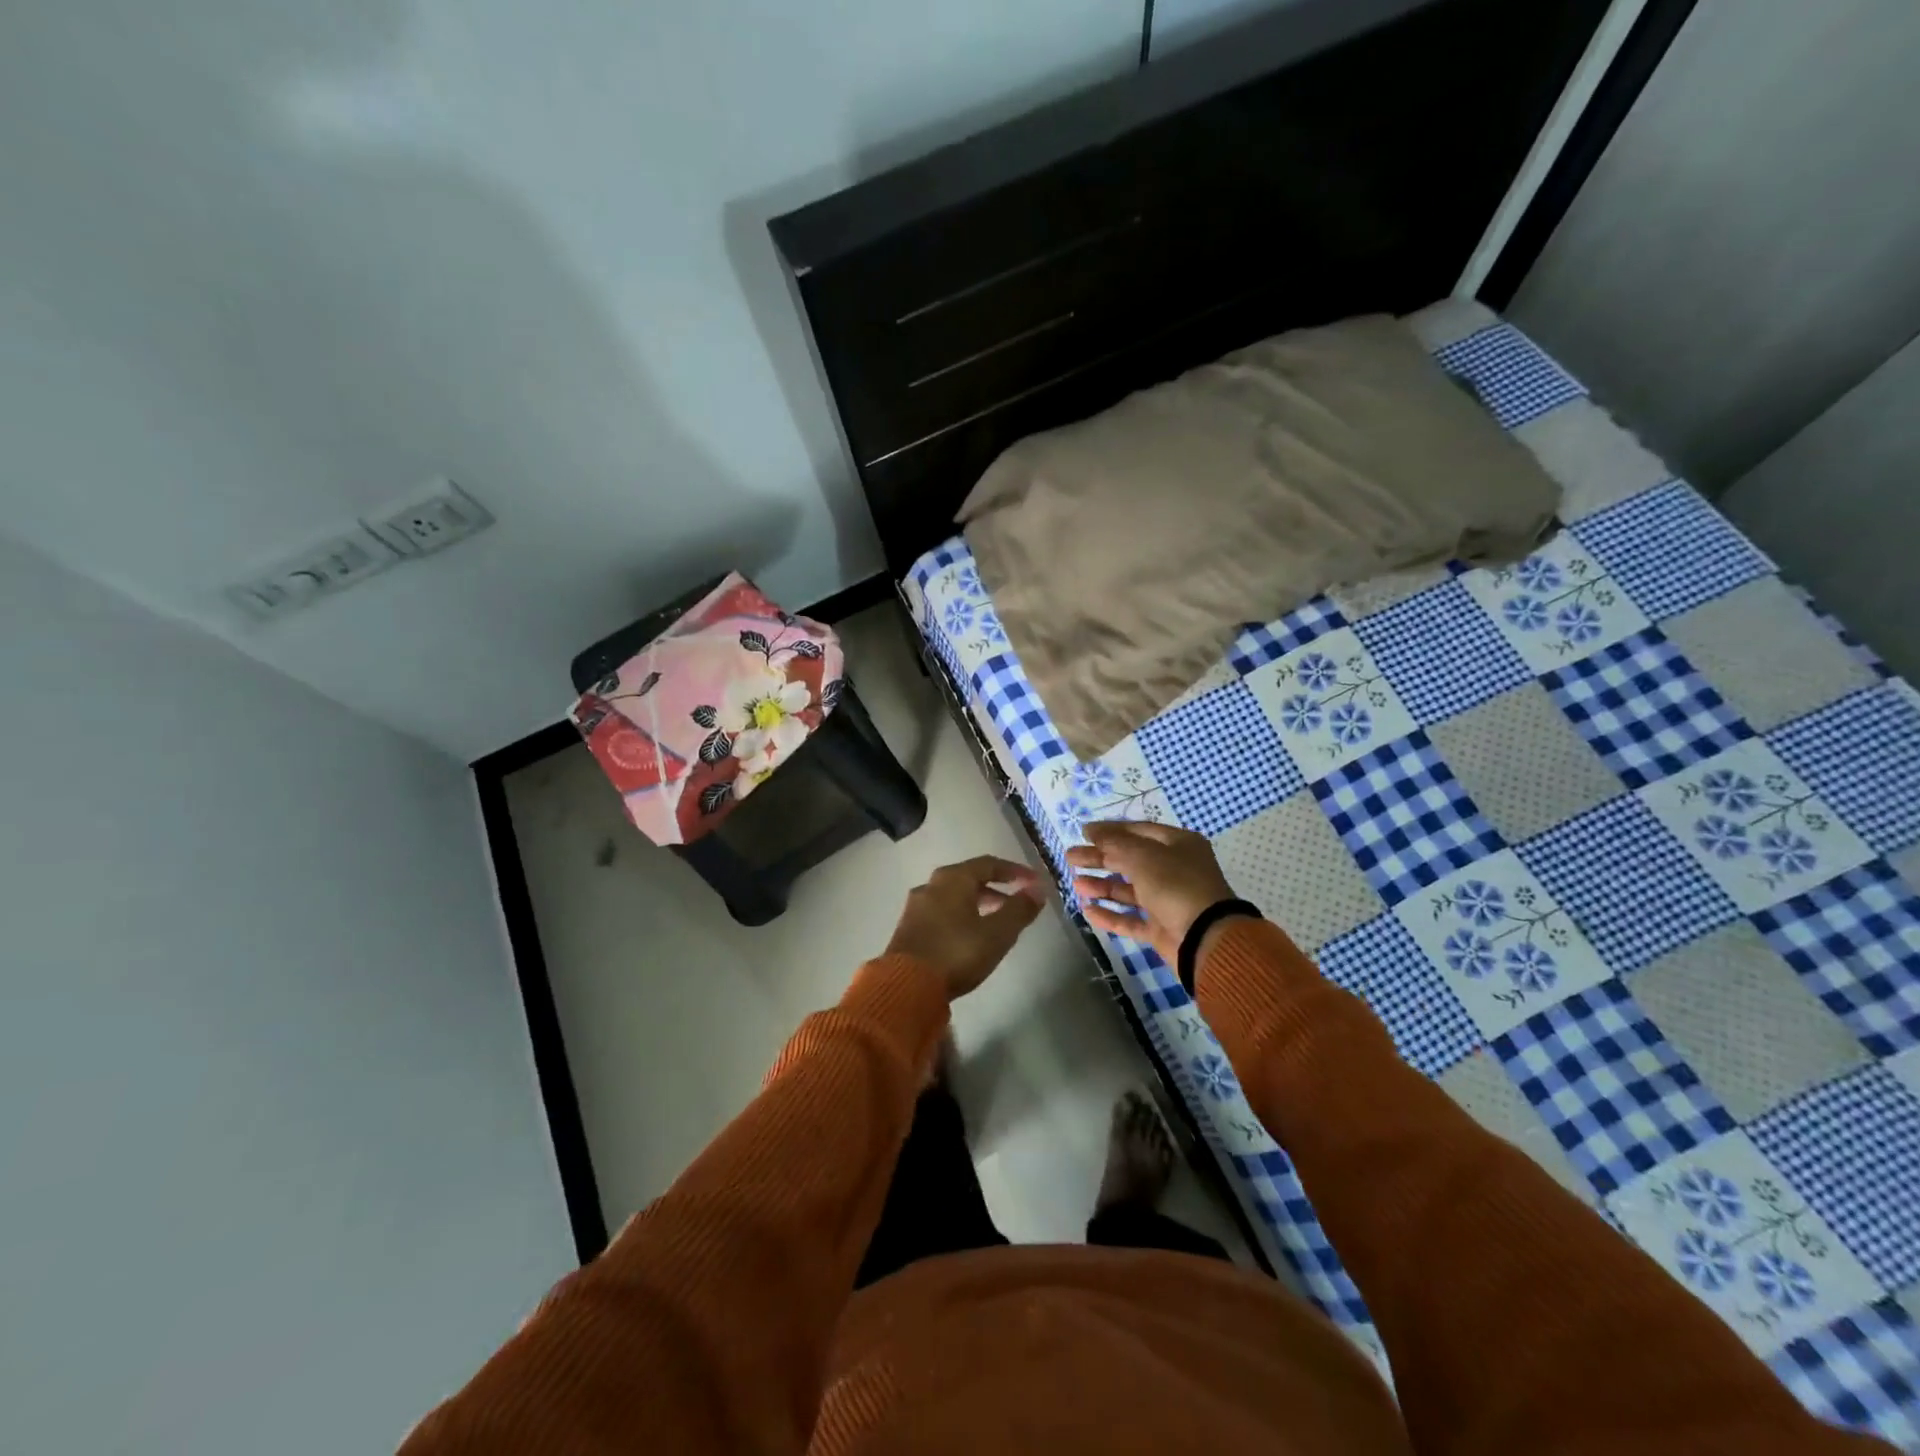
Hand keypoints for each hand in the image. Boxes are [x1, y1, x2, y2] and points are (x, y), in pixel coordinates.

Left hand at [885, 855, 1043, 999]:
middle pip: (968, 877)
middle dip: (995, 887)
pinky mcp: (909, 928)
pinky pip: (941, 911)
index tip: (1034, 882)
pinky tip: (970, 935)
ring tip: (997, 920)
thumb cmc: (957, 952)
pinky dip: (961, 915)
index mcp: (953, 879)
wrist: (907, 985)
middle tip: (1016, 901)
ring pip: (953, 896)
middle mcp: (931, 885)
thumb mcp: (997, 933)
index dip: (1015, 871)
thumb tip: (1038, 890)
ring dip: (978, 902)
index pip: (989, 864)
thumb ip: (1019, 910)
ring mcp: (916, 906)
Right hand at [1066, 822, 1235, 968]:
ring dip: (1102, 886)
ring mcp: (1168, 901)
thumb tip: (1092, 830)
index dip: (1110, 831)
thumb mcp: (1144, 857)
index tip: (1083, 832)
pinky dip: (1110, 915)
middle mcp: (1174, 870)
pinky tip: (1088, 911)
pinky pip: (1131, 919)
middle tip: (1071, 857)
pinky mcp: (1161, 928)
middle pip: (1130, 860)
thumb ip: (1115, 844)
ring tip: (1077, 884)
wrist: (1206, 939)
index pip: (1138, 831)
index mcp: (1178, 845)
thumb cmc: (1176, 886)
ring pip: (1129, 890)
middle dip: (1100, 859)